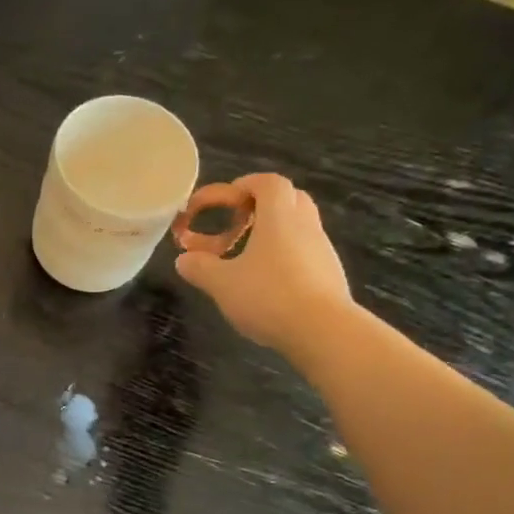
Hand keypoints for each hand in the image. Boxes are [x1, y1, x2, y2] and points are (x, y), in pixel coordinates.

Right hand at [173, 173, 354, 356]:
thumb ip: (200, 268)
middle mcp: (305, 225)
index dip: (246, 184)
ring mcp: (322, 250)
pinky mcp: (329, 274)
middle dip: (261, 206)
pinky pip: (305, 252)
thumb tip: (183, 260)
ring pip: (298, 227)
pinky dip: (285, 257)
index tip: (225, 199)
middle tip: (237, 223)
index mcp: (279, 217)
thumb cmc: (268, 296)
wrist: (323, 331)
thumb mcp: (222, 284)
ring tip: (246, 258)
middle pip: (289, 199)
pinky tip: (267, 283)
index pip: (268, 183)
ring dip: (273, 233)